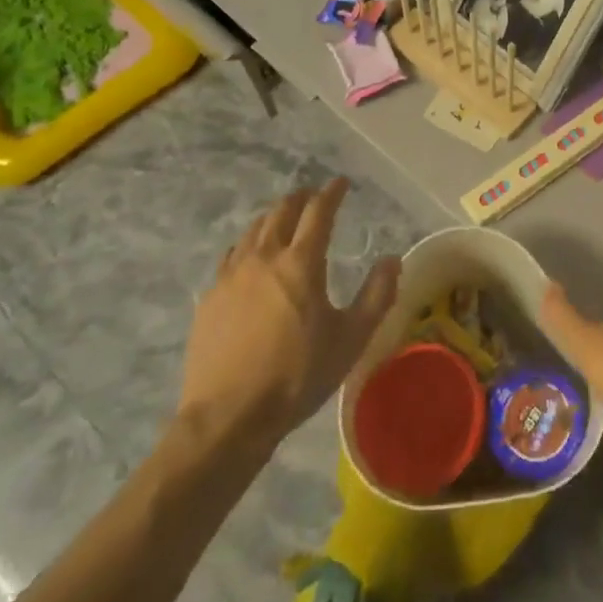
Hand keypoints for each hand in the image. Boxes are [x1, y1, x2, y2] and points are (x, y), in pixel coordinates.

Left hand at [177, 178, 400, 444]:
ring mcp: (231, 276)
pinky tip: (250, 256)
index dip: (331, 193)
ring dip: (273, 216)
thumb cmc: (296, 377)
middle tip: (313, 195)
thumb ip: (377, 296)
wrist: (228, 418)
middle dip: (301, 198)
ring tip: (283, 218)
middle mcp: (264, 258)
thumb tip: (392, 260)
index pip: (318, 212)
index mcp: (301, 263)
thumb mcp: (351, 340)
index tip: (341, 183)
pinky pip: (232, 255)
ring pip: (253, 229)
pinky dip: (248, 243)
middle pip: (281, 212)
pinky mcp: (209, 298)